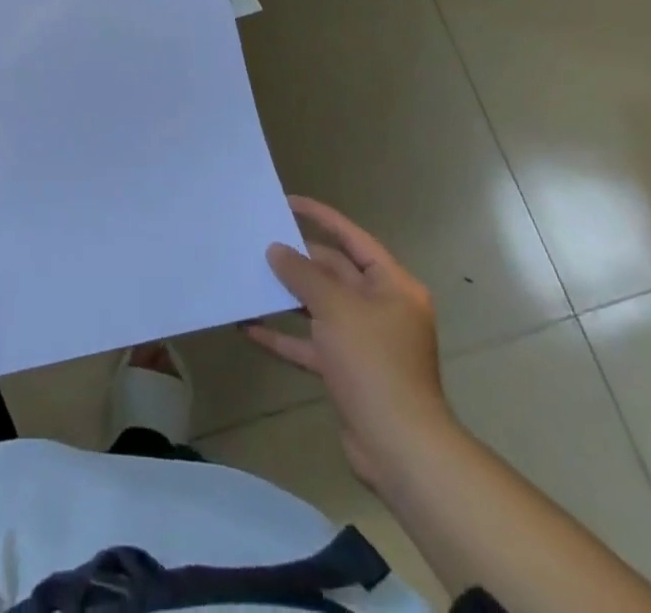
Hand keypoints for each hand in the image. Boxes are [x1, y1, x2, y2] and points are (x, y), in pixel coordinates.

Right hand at [246, 195, 453, 487]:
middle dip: (298, 261)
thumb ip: (303, 274)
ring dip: (287, 298)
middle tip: (259, 244)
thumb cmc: (373, 362)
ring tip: (251, 279)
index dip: (322, 217)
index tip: (288, 202)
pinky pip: (311, 344)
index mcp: (392, 286)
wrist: (399, 447)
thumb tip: (277, 250)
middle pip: (335, 272)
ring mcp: (365, 342)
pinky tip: (250, 328)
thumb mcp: (335, 307)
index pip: (354, 239)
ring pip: (320, 308)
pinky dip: (285, 336)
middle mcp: (382, 309)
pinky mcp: (348, 372)